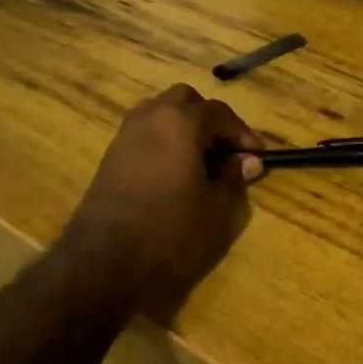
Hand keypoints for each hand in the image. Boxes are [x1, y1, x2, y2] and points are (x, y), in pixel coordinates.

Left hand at [60, 84, 263, 312]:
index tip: (257, 156)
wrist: (105, 261)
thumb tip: (247, 160)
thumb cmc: (171, 233)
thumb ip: (233, 178)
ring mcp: (125, 135)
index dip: (242, 133)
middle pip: (185, 101)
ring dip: (184, 128)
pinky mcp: (111, 156)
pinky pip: (145, 134)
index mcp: (180, 122)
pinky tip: (175, 172)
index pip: (219, 113)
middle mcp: (150, 117)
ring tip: (202, 161)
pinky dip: (164, 142)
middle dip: (209, 120)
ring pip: (160, 114)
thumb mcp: (217, 209)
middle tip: (226, 151)